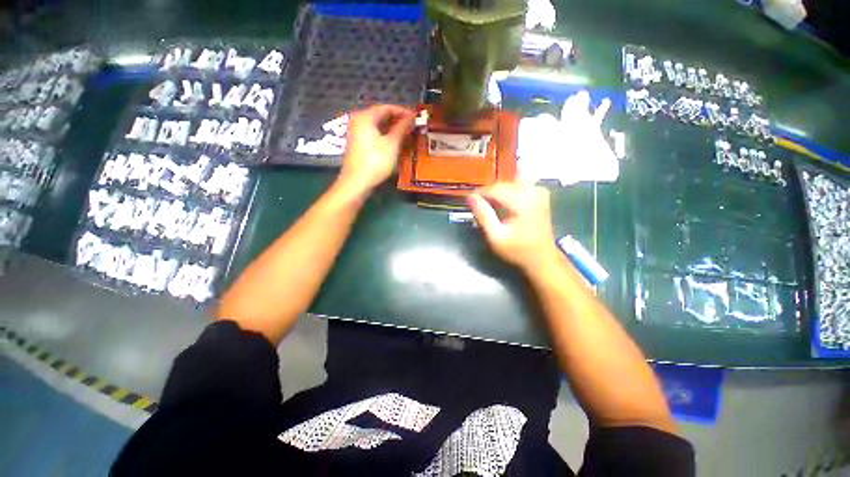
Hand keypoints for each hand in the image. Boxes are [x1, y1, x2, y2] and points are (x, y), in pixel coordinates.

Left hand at [337, 105, 414, 194]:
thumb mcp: (392, 144)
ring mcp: (356, 133)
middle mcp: (358, 121)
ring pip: (378, 126)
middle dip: (397, 120)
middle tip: (412, 125)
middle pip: (381, 115)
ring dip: (392, 129)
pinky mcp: (358, 144)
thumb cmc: (375, 161)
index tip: (416, 116)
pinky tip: (395, 142)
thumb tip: (411, 116)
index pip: (387, 108)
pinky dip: (385, 136)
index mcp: (365, 117)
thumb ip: (402, 128)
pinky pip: (374, 134)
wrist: (356, 183)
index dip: (403, 111)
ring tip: (407, 134)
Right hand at [468, 182, 558, 269]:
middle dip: (488, 194)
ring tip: (490, 207)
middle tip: (478, 207)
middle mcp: (532, 191)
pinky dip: (507, 193)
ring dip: (497, 194)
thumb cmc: (518, 250)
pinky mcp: (539, 194)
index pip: (494, 188)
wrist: (543, 257)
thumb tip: (471, 197)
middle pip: (502, 185)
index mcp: (522, 201)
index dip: (479, 193)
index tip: (469, 201)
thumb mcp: (496, 237)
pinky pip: (518, 186)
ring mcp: (538, 191)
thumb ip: (483, 215)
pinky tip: (503, 205)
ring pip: (508, 184)